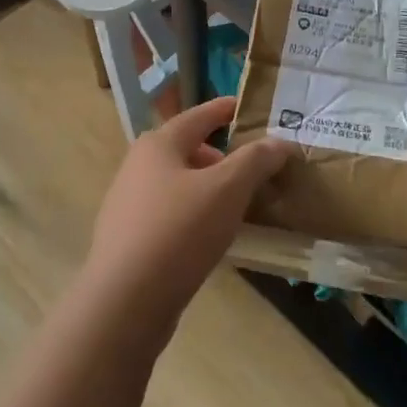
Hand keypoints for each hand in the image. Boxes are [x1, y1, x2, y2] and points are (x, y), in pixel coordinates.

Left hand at [82, 96, 292, 334]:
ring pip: (179, 185)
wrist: (126, 298)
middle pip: (188, 150)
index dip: (225, 109)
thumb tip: (279, 142)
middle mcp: (138, 166)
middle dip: (222, 157)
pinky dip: (195, 215)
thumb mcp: (227, 190)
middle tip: (255, 171)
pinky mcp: (129, 238)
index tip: (247, 107)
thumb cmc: (179, 230)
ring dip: (210, 189)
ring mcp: (129, 203)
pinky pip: (170, 215)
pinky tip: (213, 237)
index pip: (198, 115)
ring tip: (240, 206)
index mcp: (158, 144)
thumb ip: (255, 161)